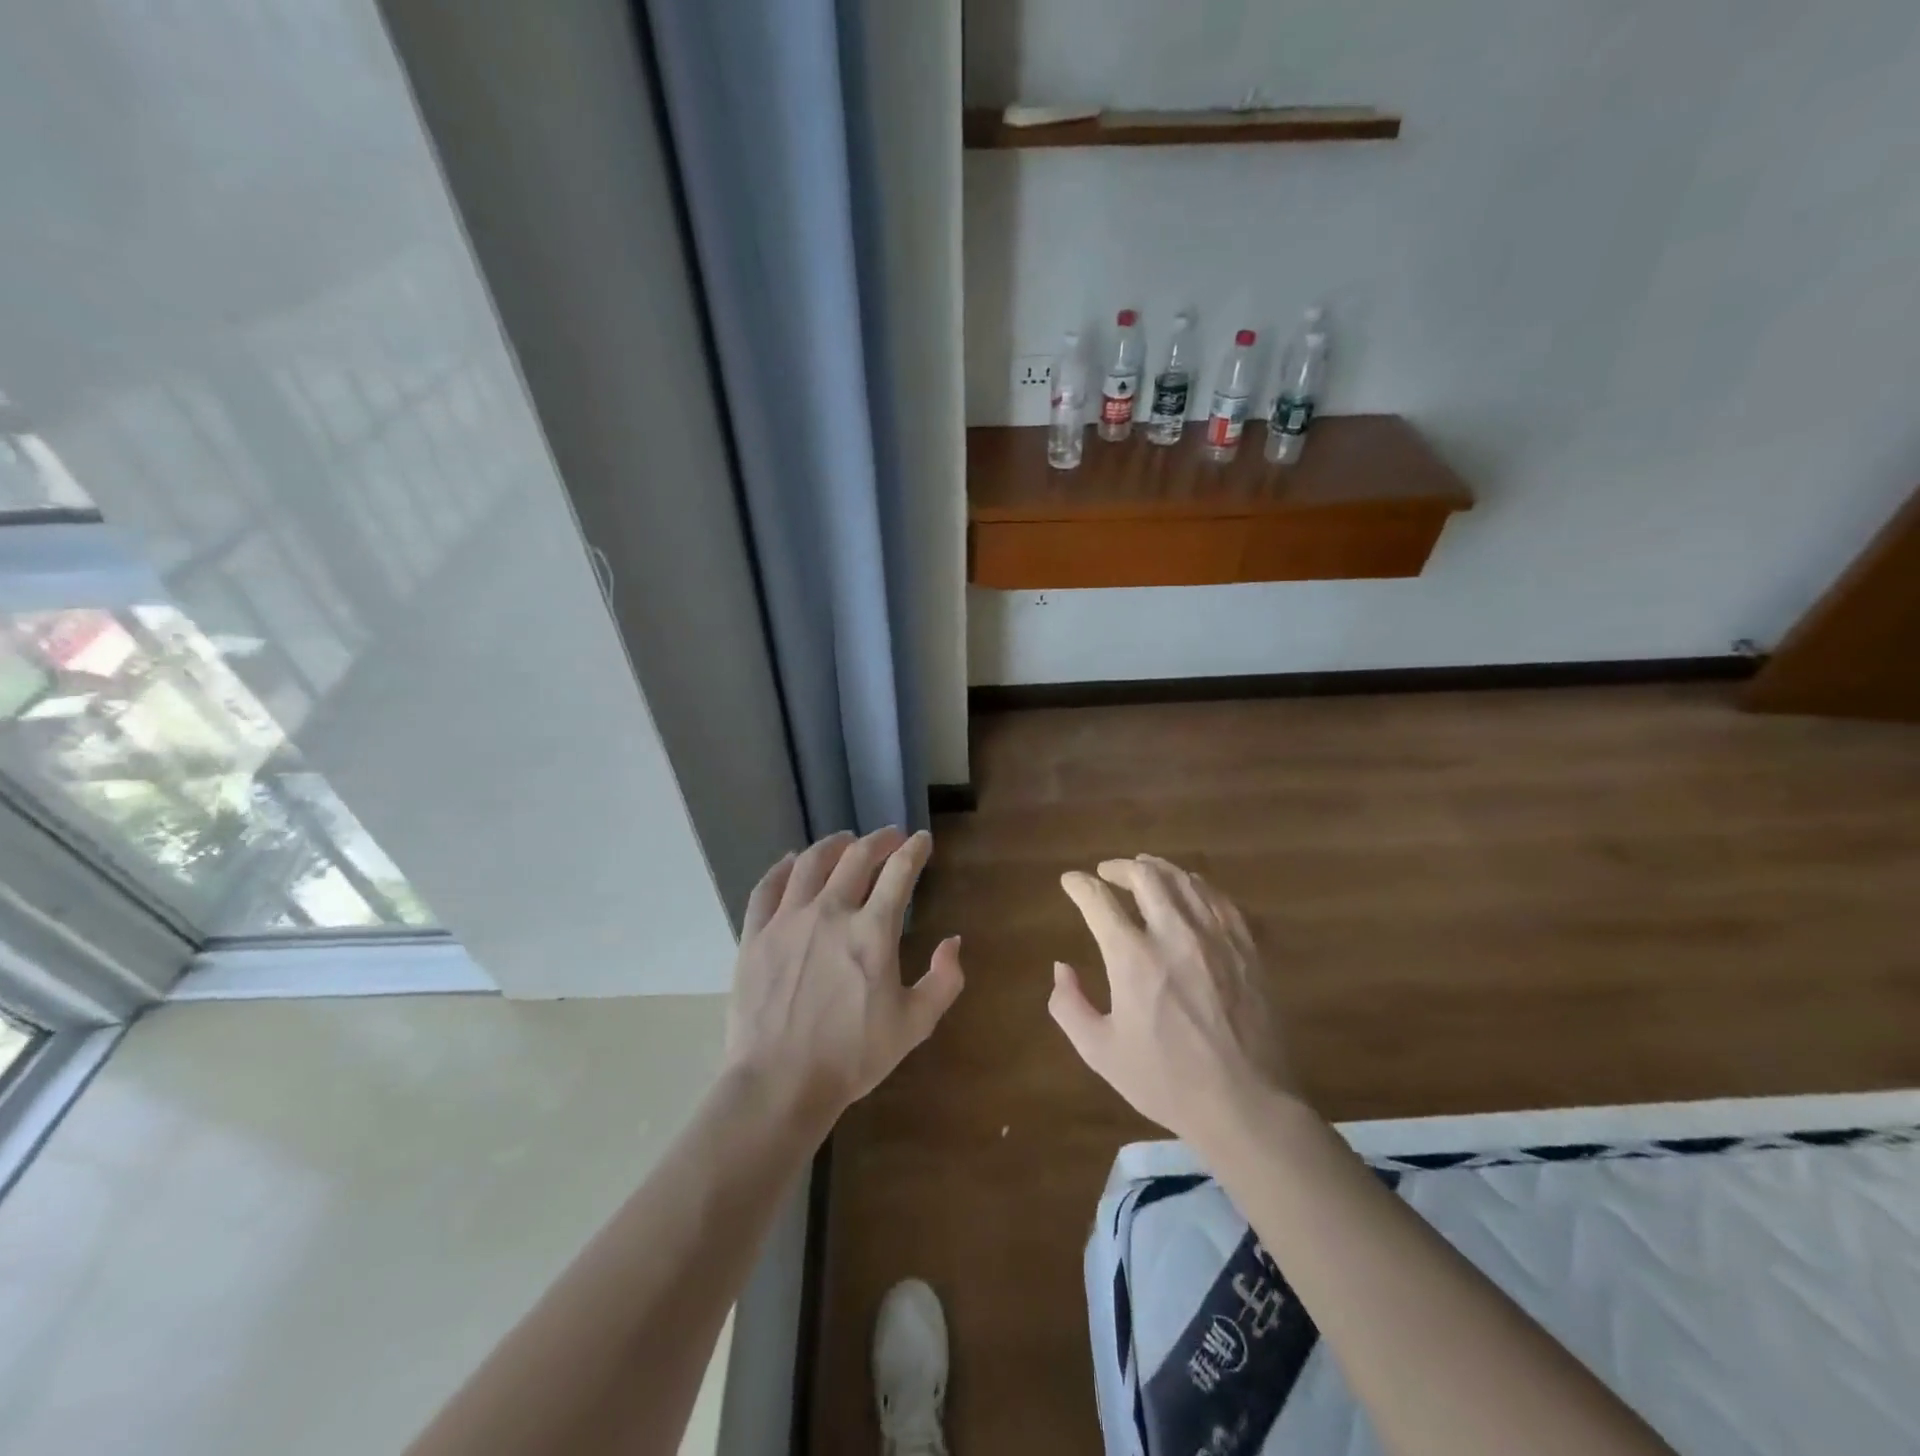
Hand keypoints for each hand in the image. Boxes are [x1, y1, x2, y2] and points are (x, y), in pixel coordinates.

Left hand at [724, 828, 963, 1133]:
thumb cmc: (852, 1057)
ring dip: (833, 844)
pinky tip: (791, 862)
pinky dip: (782, 868)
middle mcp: (831, 912)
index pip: (900, 872)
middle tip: (889, 837)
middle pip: (857, 857)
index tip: (922, 840)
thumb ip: (944, 981)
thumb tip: (953, 942)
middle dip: (879, 840)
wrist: (779, 1084)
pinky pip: (767, 887)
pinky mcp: (755, 935)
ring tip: (844, 840)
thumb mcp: (914, 1025)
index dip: (915, 850)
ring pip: (811, 862)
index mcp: (873, 931)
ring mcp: (788, 920)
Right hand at [1049, 855, 1296, 1147]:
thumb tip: (1061, 968)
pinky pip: (1218, 899)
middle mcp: (1173, 934)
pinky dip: (1195, 886)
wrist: (1246, 1104)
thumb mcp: (1101, 1052)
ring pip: (1184, 880)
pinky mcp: (1245, 947)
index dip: (1079, 885)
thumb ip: (1069, 1006)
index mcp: (1132, 958)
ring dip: (1157, 869)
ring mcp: (1215, 937)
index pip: (1098, 900)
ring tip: (1144, 870)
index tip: (1070, 881)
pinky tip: (1189, 890)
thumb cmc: (1166, 1082)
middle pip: (1144, 876)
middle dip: (1119, 868)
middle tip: (1107, 873)